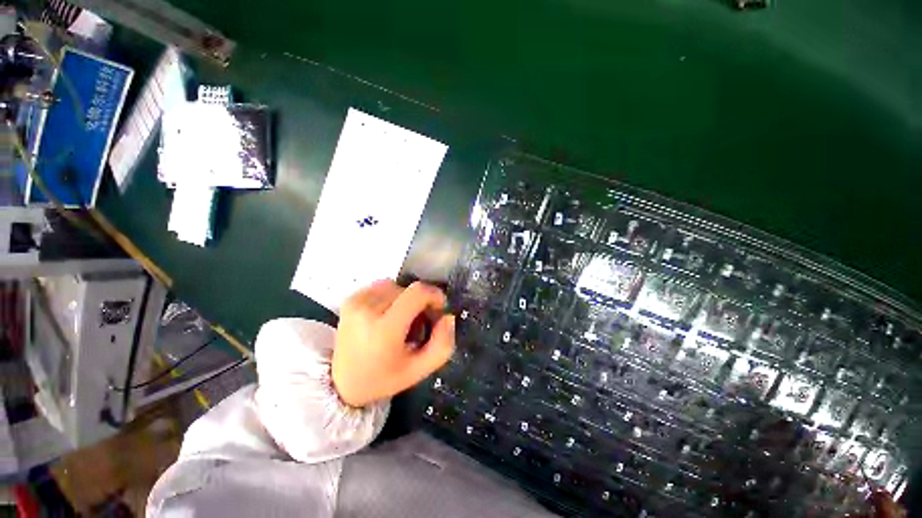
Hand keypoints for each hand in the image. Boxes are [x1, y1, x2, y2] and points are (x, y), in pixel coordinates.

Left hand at [332, 280, 455, 407]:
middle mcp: (368, 309)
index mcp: (384, 329)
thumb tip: (448, 316)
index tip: (438, 310)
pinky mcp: (351, 298)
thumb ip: (442, 344)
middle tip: (418, 326)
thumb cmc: (383, 378)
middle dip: (421, 304)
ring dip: (406, 301)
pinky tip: (387, 316)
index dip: (435, 296)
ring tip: (400, 322)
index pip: (418, 292)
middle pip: (410, 290)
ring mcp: (357, 301)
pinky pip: (383, 286)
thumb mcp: (419, 370)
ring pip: (398, 286)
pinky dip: (391, 297)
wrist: (341, 383)